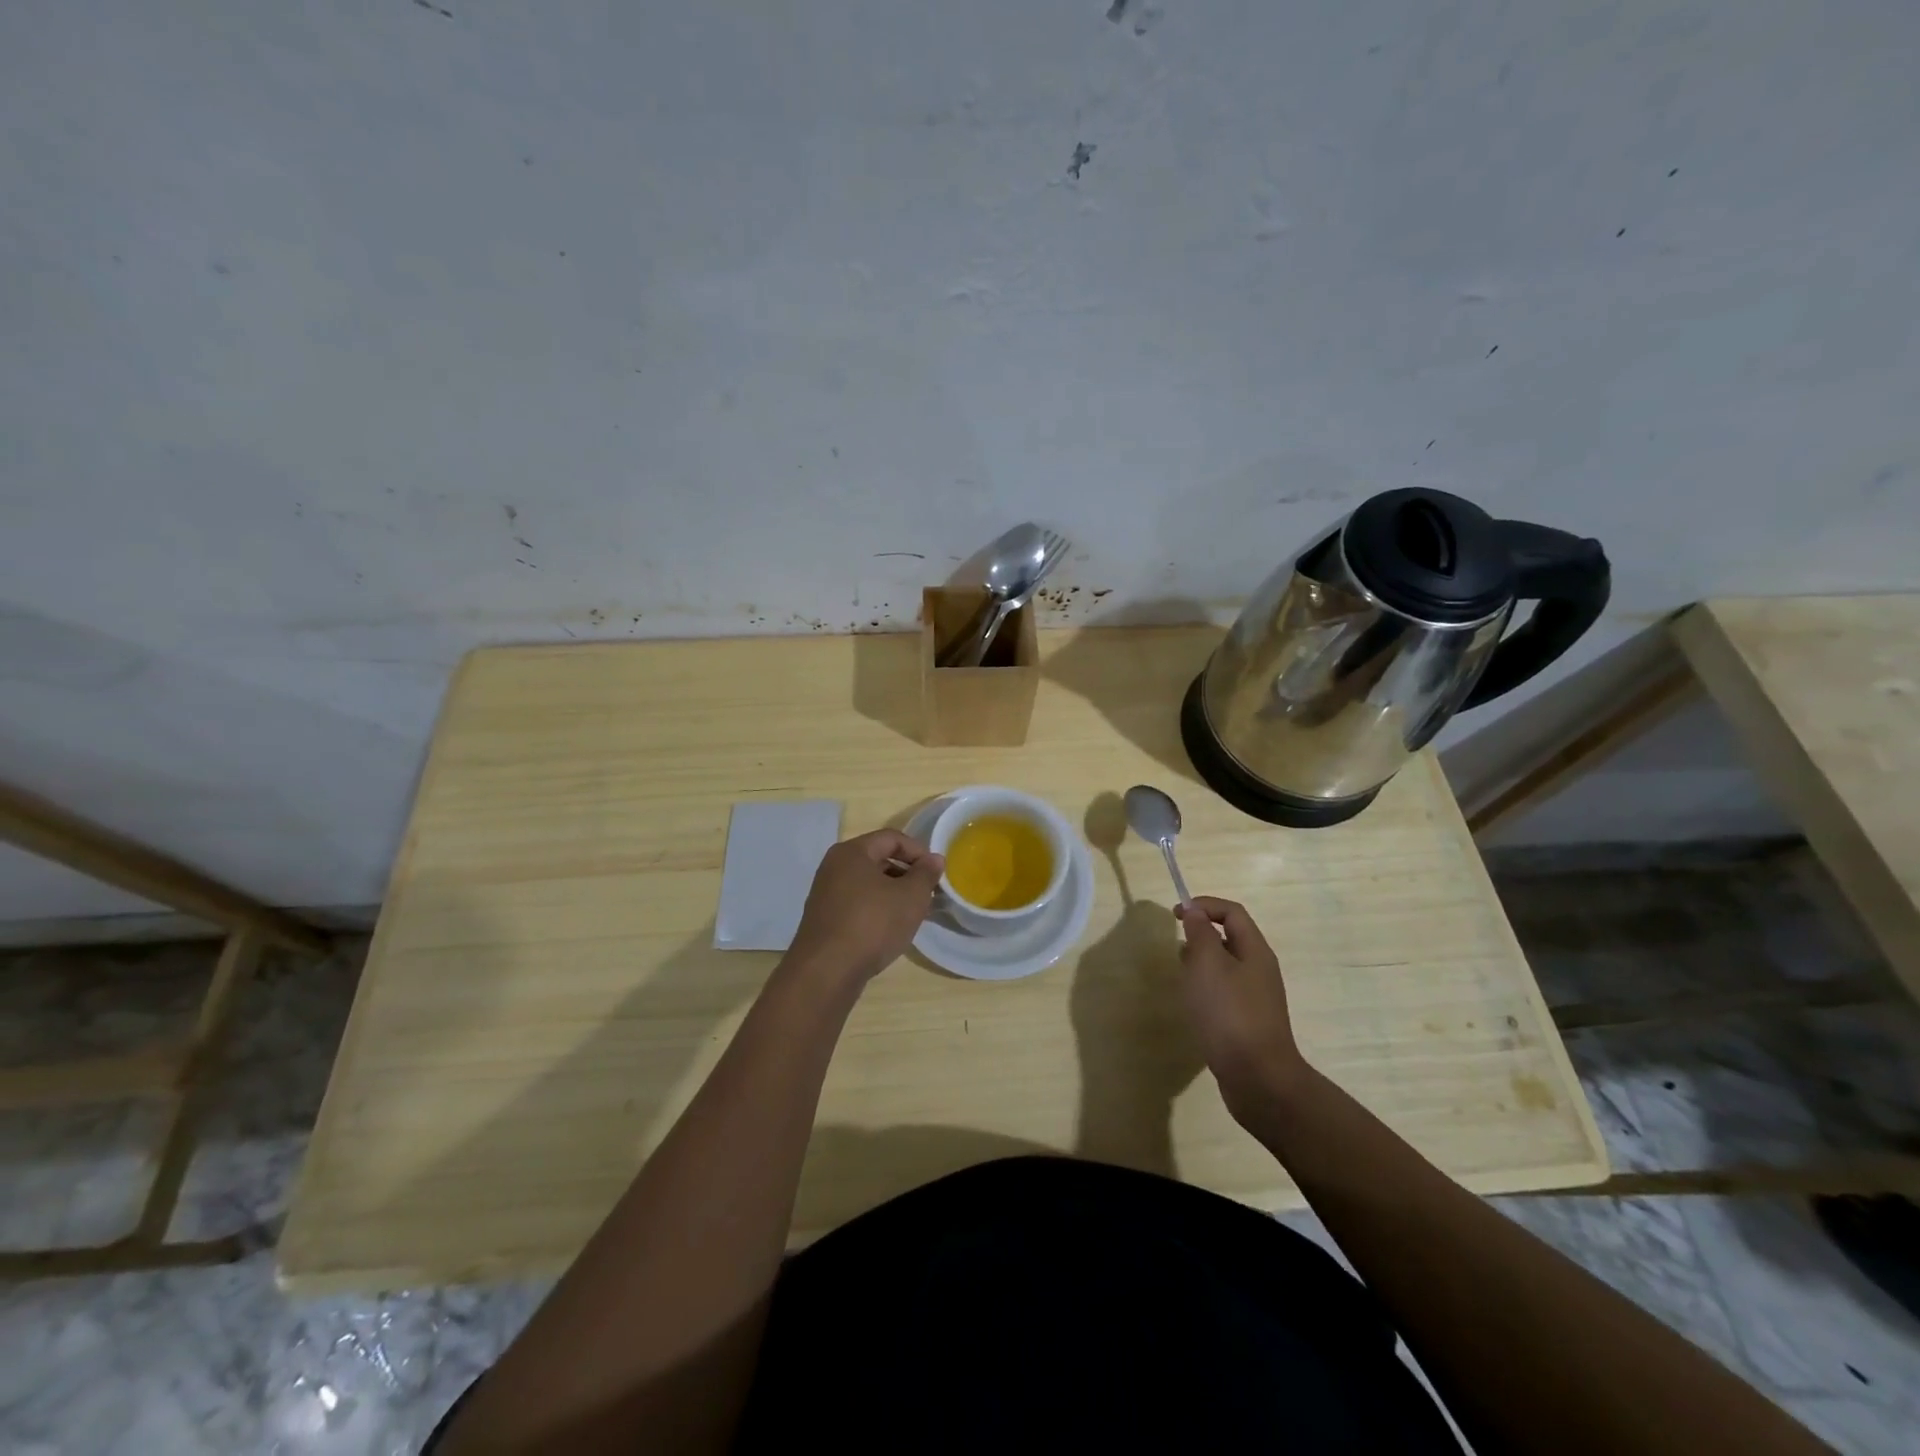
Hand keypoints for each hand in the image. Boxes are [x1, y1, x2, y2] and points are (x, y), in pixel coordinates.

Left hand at [785, 829, 944, 987]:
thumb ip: (926, 874)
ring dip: (894, 894)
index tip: (936, 873)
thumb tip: (934, 859)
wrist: (826, 972)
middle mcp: (834, 867)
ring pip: (868, 884)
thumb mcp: (910, 897)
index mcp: (852, 852)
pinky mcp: (824, 919)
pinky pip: (857, 904)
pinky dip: (877, 910)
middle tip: (928, 894)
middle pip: (878, 859)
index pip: (891, 838)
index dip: (918, 851)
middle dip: (907, 874)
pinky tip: (891, 930)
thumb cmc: (872, 924)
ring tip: (914, 914)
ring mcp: (826, 894)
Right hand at [1176, 897, 1309, 1124]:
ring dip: (1202, 962)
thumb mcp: (1208, 964)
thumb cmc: (1229, 1013)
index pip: (1232, 912)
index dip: (1204, 905)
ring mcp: (1256, 998)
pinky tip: (1193, 1004)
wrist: (1258, 1078)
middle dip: (1201, 934)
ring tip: (1181, 974)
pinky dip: (1206, 987)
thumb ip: (1200, 933)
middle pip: (1231, 937)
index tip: (1175, 915)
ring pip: (1226, 966)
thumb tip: (1195, 911)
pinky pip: (1225, 991)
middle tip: (1177, 946)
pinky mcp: (1247, 1021)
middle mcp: (1260, 970)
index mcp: (1255, 951)